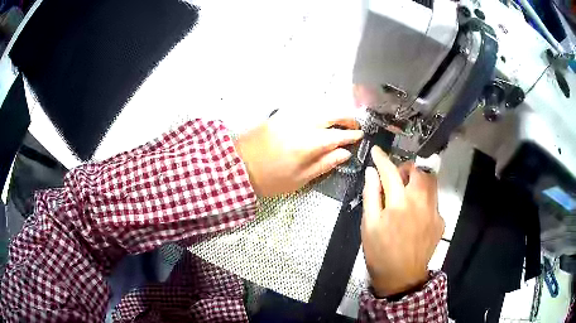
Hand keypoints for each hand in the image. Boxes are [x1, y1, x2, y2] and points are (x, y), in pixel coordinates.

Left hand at [234, 110, 362, 196]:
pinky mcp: (278, 115)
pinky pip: (303, 108)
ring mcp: (288, 117)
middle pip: (329, 114)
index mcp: (306, 144)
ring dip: (332, 112)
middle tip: (354, 125)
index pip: (336, 135)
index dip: (351, 135)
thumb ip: (324, 164)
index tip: (360, 135)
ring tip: (339, 122)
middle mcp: (300, 125)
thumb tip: (345, 153)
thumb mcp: (300, 179)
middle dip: (345, 117)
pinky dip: (316, 111)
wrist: (237, 168)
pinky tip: (319, 119)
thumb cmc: (270, 180)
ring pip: (317, 107)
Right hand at [361, 146, 443, 296]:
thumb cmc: (380, 253)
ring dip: (418, 180)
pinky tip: (416, 214)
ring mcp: (434, 211)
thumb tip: (371, 172)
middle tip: (396, 180)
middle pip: (419, 170)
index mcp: (399, 204)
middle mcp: (420, 202)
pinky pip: (434, 200)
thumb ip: (371, 195)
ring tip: (407, 194)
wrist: (402, 278)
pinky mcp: (441, 220)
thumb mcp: (369, 225)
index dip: (382, 159)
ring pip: (431, 182)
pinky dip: (424, 198)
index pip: (390, 172)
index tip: (377, 151)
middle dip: (406, 168)